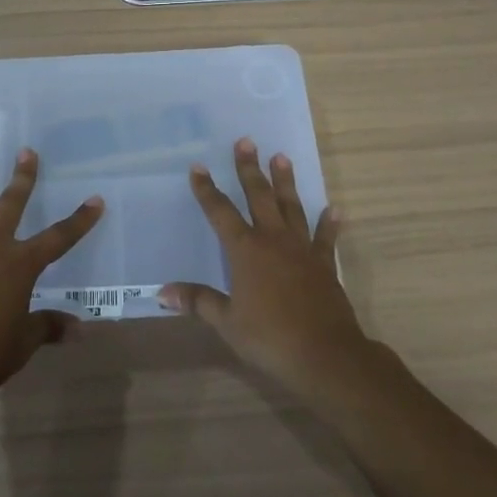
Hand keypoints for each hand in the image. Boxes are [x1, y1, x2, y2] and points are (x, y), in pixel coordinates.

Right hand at [159, 139, 372, 401]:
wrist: (325, 355)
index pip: (221, 212)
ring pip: (291, 207)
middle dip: (250, 169)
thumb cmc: (269, 338)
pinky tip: (334, 210)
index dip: (208, 190)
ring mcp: (302, 250)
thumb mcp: (227, 322)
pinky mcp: (324, 264)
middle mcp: (273, 240)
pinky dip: (329, 224)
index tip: (199, 167)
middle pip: (259, 197)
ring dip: (286, 182)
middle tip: (246, 142)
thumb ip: (198, 301)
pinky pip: (325, 238)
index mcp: (245, 251)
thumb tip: (163, 292)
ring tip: (282, 157)